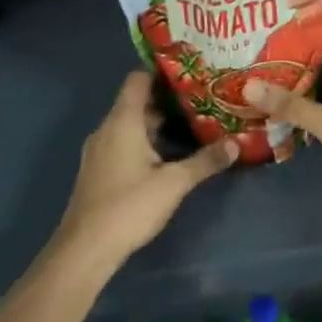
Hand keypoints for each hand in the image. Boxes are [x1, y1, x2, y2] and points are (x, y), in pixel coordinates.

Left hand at [52, 72, 236, 267]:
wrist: (85, 249)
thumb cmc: (129, 207)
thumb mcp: (174, 183)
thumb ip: (205, 161)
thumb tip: (235, 143)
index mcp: (122, 122)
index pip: (137, 79)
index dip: (162, 72)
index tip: (190, 72)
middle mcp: (107, 129)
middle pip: (136, 102)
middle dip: (167, 99)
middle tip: (201, 99)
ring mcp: (100, 150)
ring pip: (130, 124)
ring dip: (157, 123)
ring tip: (191, 123)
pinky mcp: (99, 170)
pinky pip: (123, 142)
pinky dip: (145, 140)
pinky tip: (168, 154)